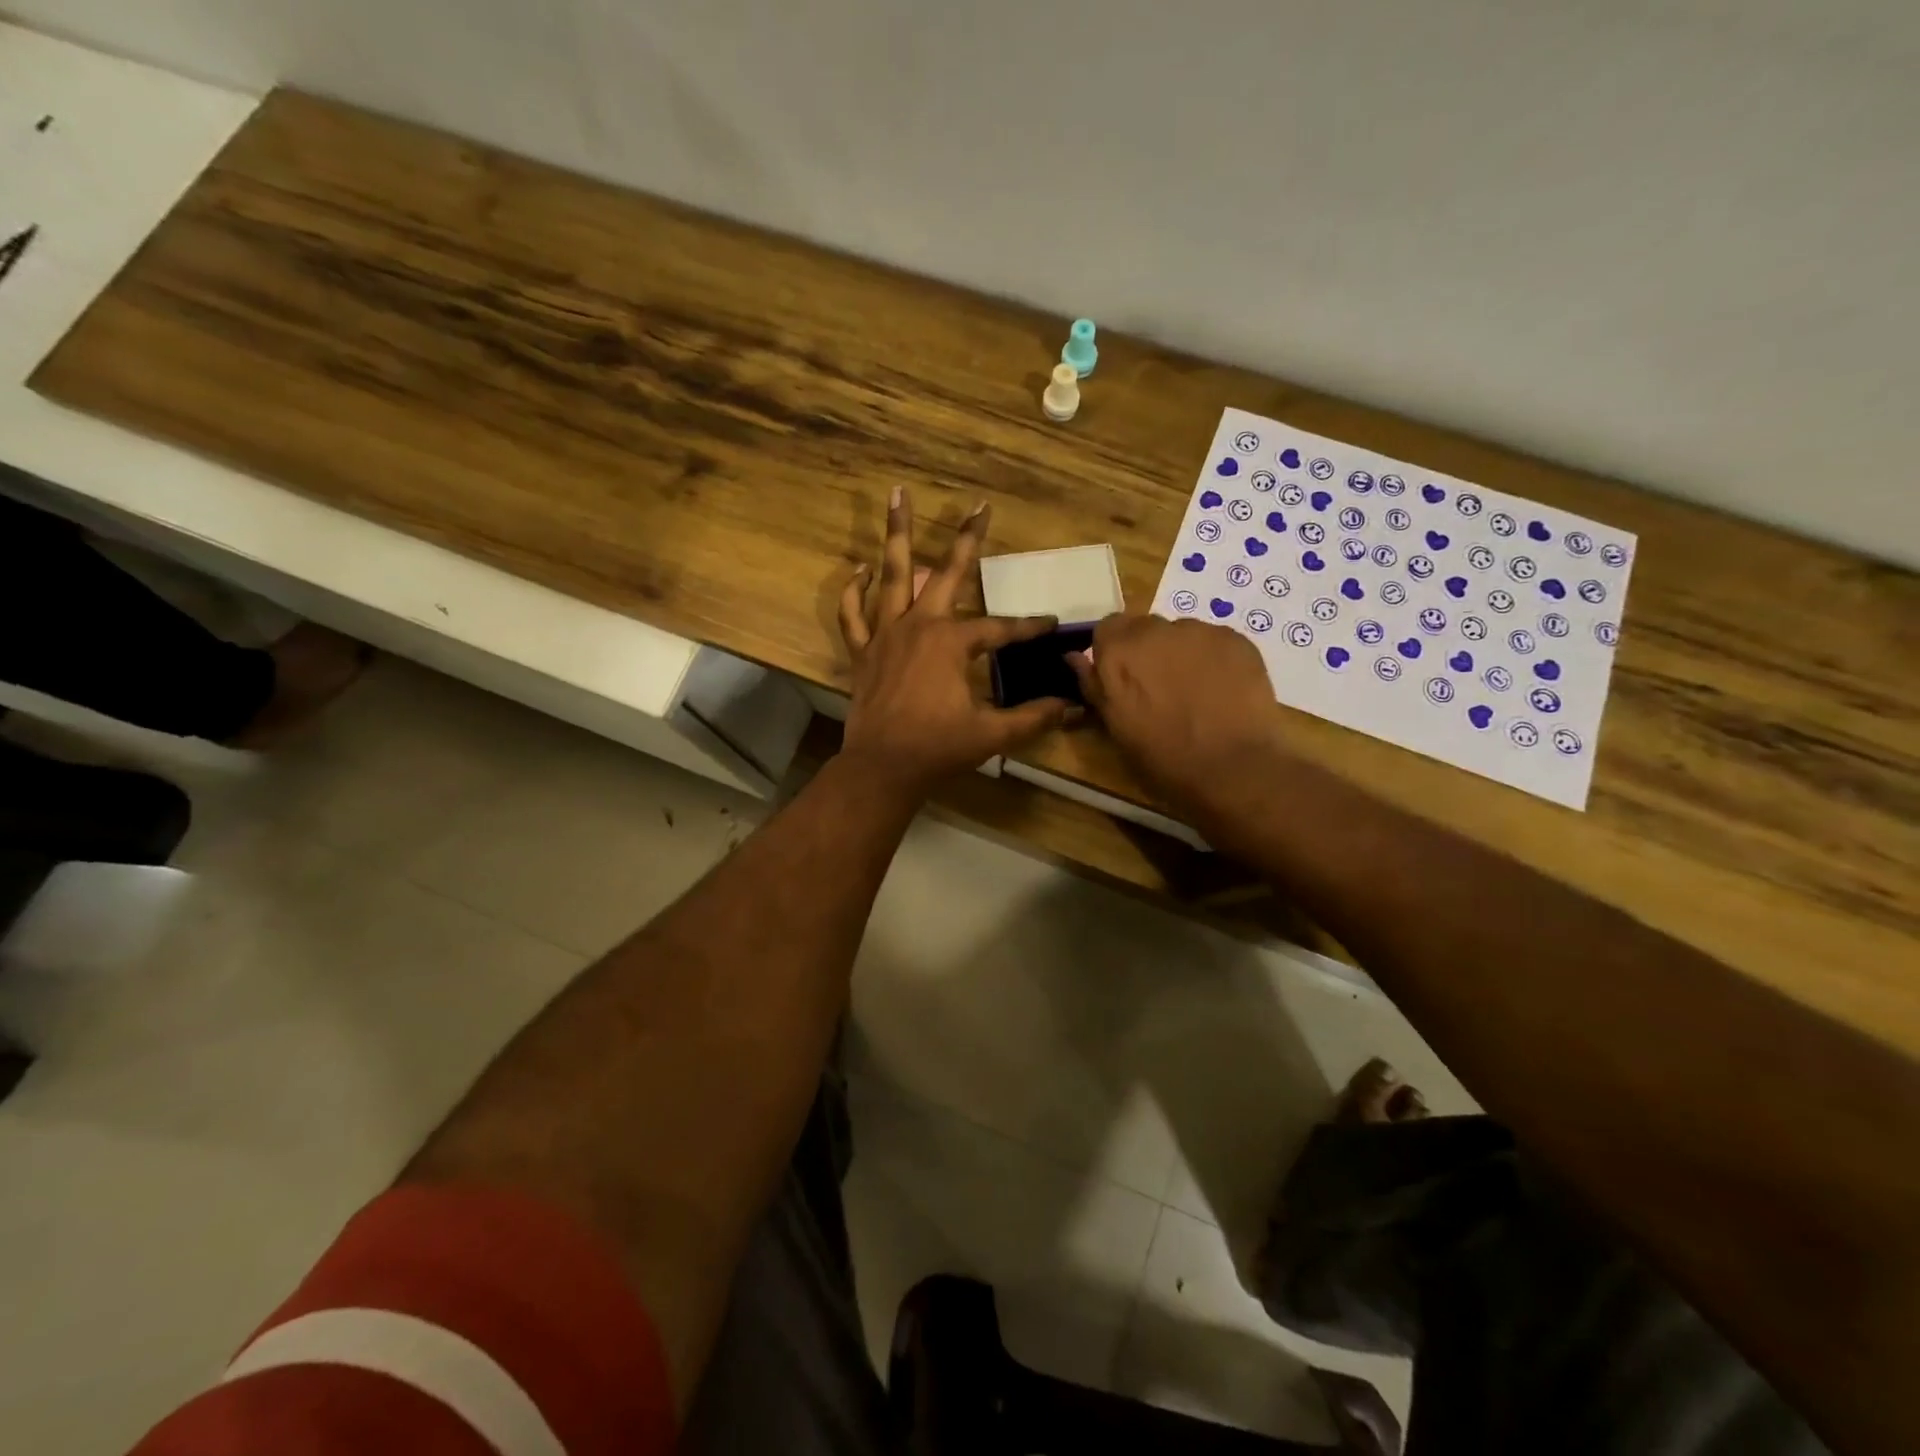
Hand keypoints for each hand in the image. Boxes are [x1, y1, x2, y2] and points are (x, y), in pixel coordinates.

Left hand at [838, 489, 1071, 798]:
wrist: (882, 769)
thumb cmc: (937, 749)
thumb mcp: (991, 734)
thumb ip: (1032, 717)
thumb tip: (1072, 708)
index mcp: (952, 643)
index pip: (1000, 628)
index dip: (1029, 627)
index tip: (1050, 624)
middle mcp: (919, 626)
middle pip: (947, 573)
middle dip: (968, 538)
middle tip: (979, 505)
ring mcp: (886, 634)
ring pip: (892, 575)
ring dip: (897, 533)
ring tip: (897, 493)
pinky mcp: (863, 652)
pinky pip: (853, 613)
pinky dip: (854, 589)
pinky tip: (861, 568)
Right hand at [1069, 614, 1281, 810]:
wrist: (1234, 768)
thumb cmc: (1164, 757)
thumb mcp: (1116, 728)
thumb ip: (1094, 685)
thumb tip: (1074, 657)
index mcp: (1119, 651)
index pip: (1107, 629)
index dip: (1113, 652)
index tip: (1122, 678)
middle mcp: (1156, 629)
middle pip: (1145, 627)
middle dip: (1148, 651)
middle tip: (1159, 688)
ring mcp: (1200, 631)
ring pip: (1182, 634)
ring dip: (1181, 654)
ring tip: (1196, 692)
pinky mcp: (1236, 639)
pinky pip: (1215, 642)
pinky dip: (1214, 659)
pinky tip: (1223, 691)